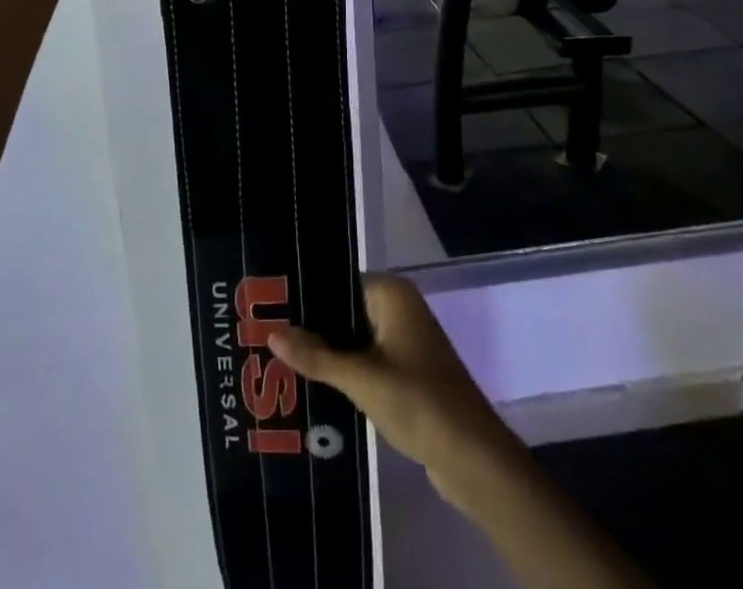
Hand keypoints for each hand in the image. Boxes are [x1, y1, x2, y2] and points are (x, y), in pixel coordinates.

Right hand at [270, 275, 514, 504]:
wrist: (474, 460)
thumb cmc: (419, 403)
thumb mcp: (362, 379)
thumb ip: (317, 356)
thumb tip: (271, 332)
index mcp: (392, 294)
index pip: (338, 283)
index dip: (306, 298)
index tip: (268, 309)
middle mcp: (400, 308)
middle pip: (345, 311)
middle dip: (312, 329)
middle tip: (267, 337)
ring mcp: (406, 341)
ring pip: (354, 339)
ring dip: (327, 354)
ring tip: (280, 362)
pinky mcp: (408, 373)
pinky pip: (367, 361)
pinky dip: (345, 372)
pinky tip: (314, 386)